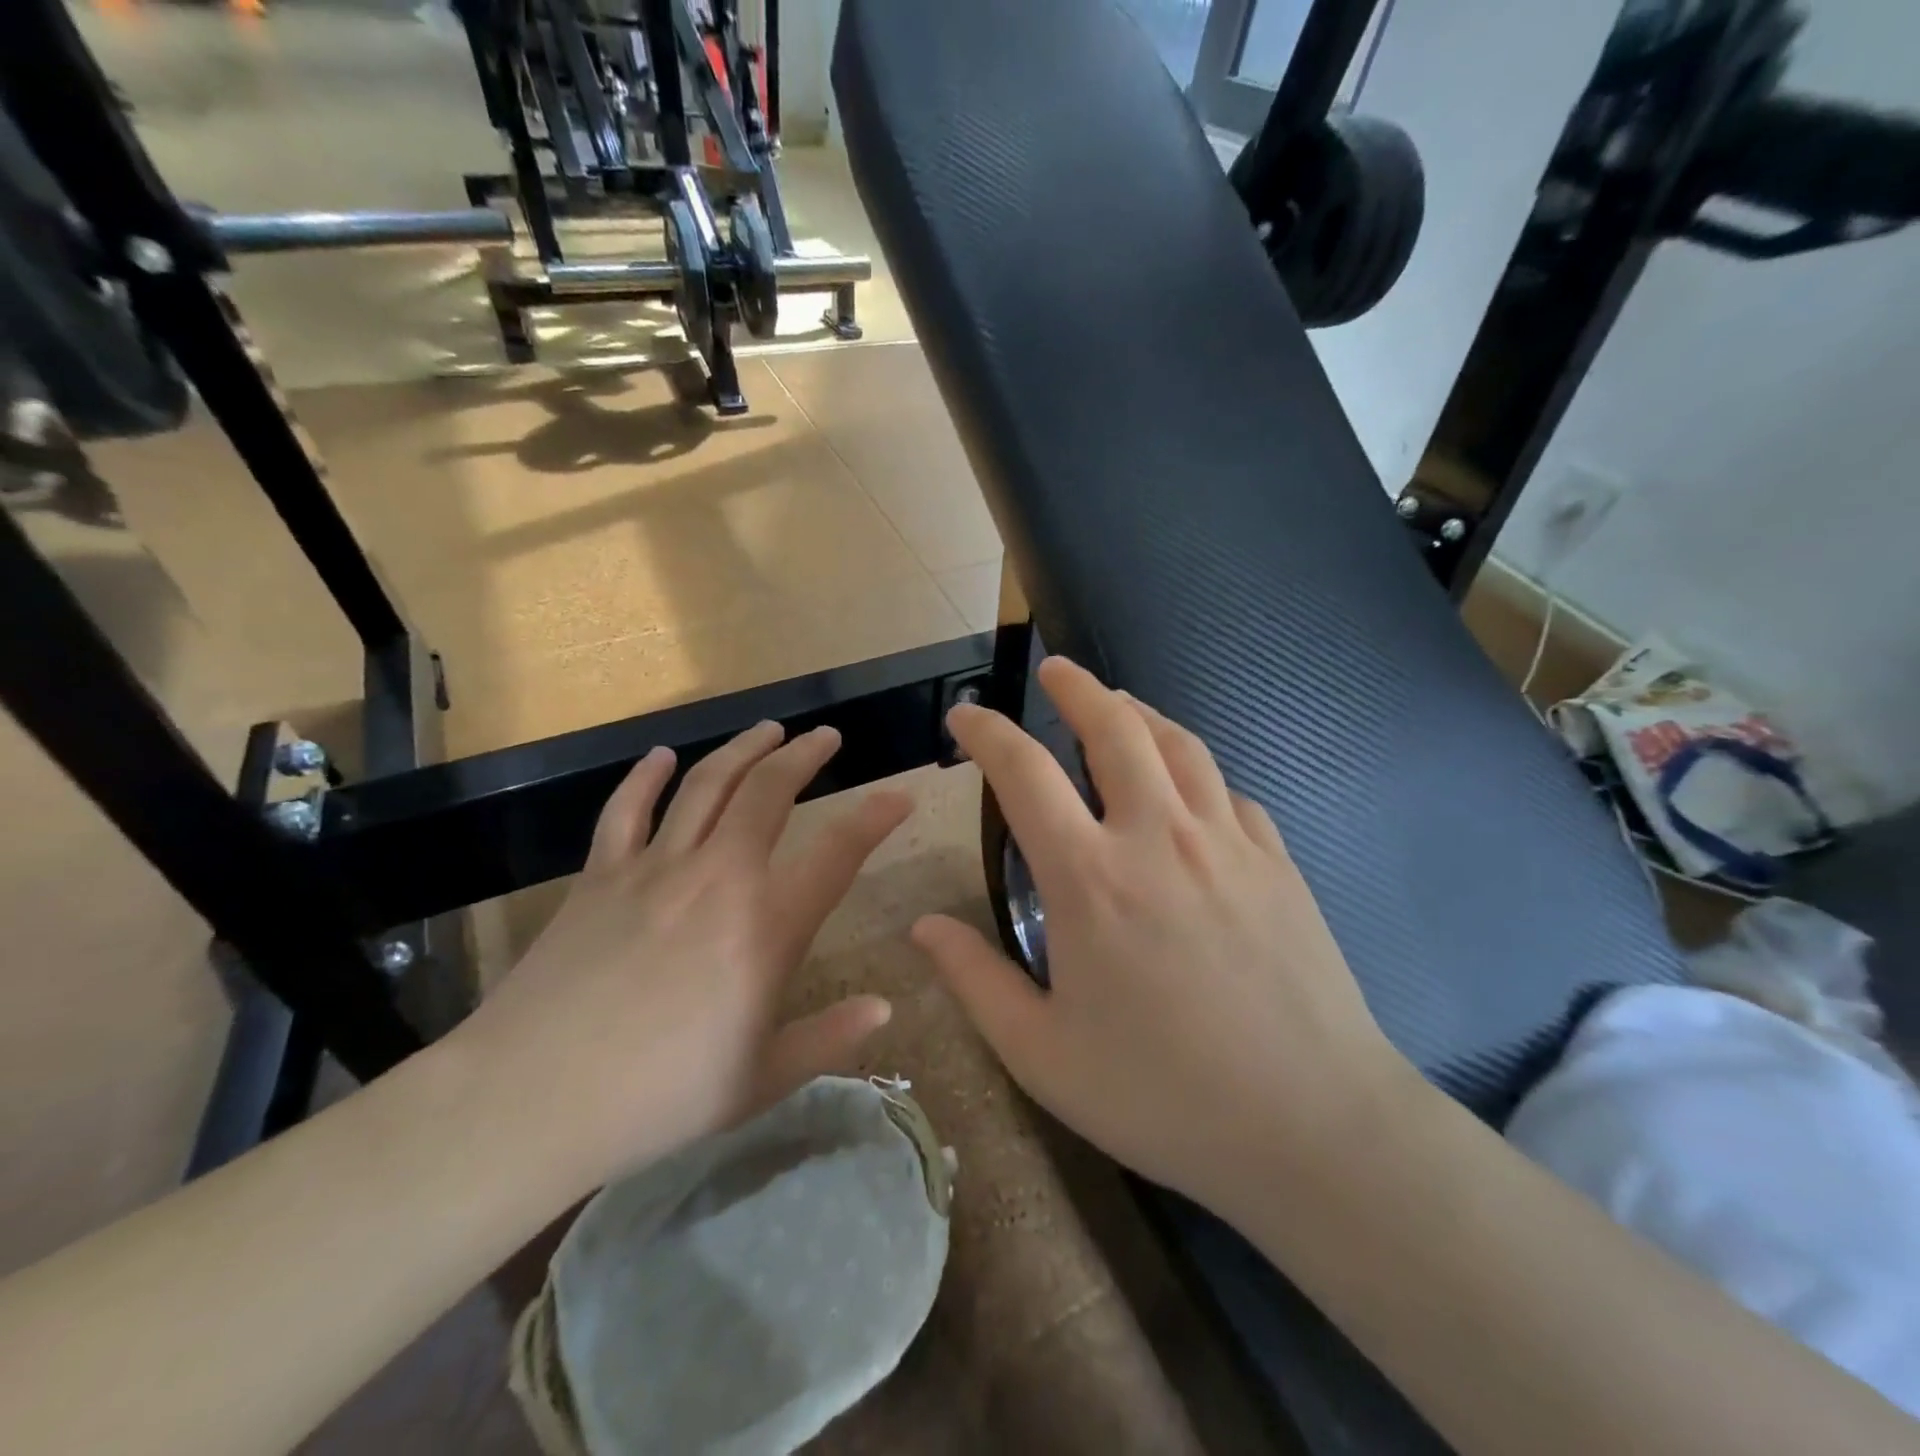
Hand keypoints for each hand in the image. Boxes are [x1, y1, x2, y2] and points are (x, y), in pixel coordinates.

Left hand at [450, 722, 910, 1190]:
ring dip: (742, 750)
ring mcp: (653, 869)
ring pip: (706, 786)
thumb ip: (830, 1038)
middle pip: (768, 793)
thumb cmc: (658, 1098)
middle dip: (804, 755)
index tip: (899, 797)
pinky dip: (646, 777)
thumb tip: (886, 1008)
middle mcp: (717, 879)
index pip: (837, 854)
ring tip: (768, 729)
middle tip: (825, 736)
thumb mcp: (761, 1080)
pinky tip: (662, 755)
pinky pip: (626, 810)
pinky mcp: (599, 876)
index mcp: (765, 928)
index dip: (875, 819)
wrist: (529, 1099)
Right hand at [913, 657, 1414, 1223]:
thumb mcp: (1042, 1054)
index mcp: (1090, 877)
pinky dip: (1197, 773)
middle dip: (1077, 687)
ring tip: (1119, 705)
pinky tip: (1190, 789)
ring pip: (1179, 745)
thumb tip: (923, 926)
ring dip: (1141, 713)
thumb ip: (975, 980)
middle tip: (1056, 670)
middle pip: (1115, 727)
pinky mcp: (1277, 861)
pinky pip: (1229, 793)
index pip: (1024, 773)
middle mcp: (1157, 837)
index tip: (965, 718)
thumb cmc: (1162, 1095)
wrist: (1312, 1127)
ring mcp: (1226, 842)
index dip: (987, 733)